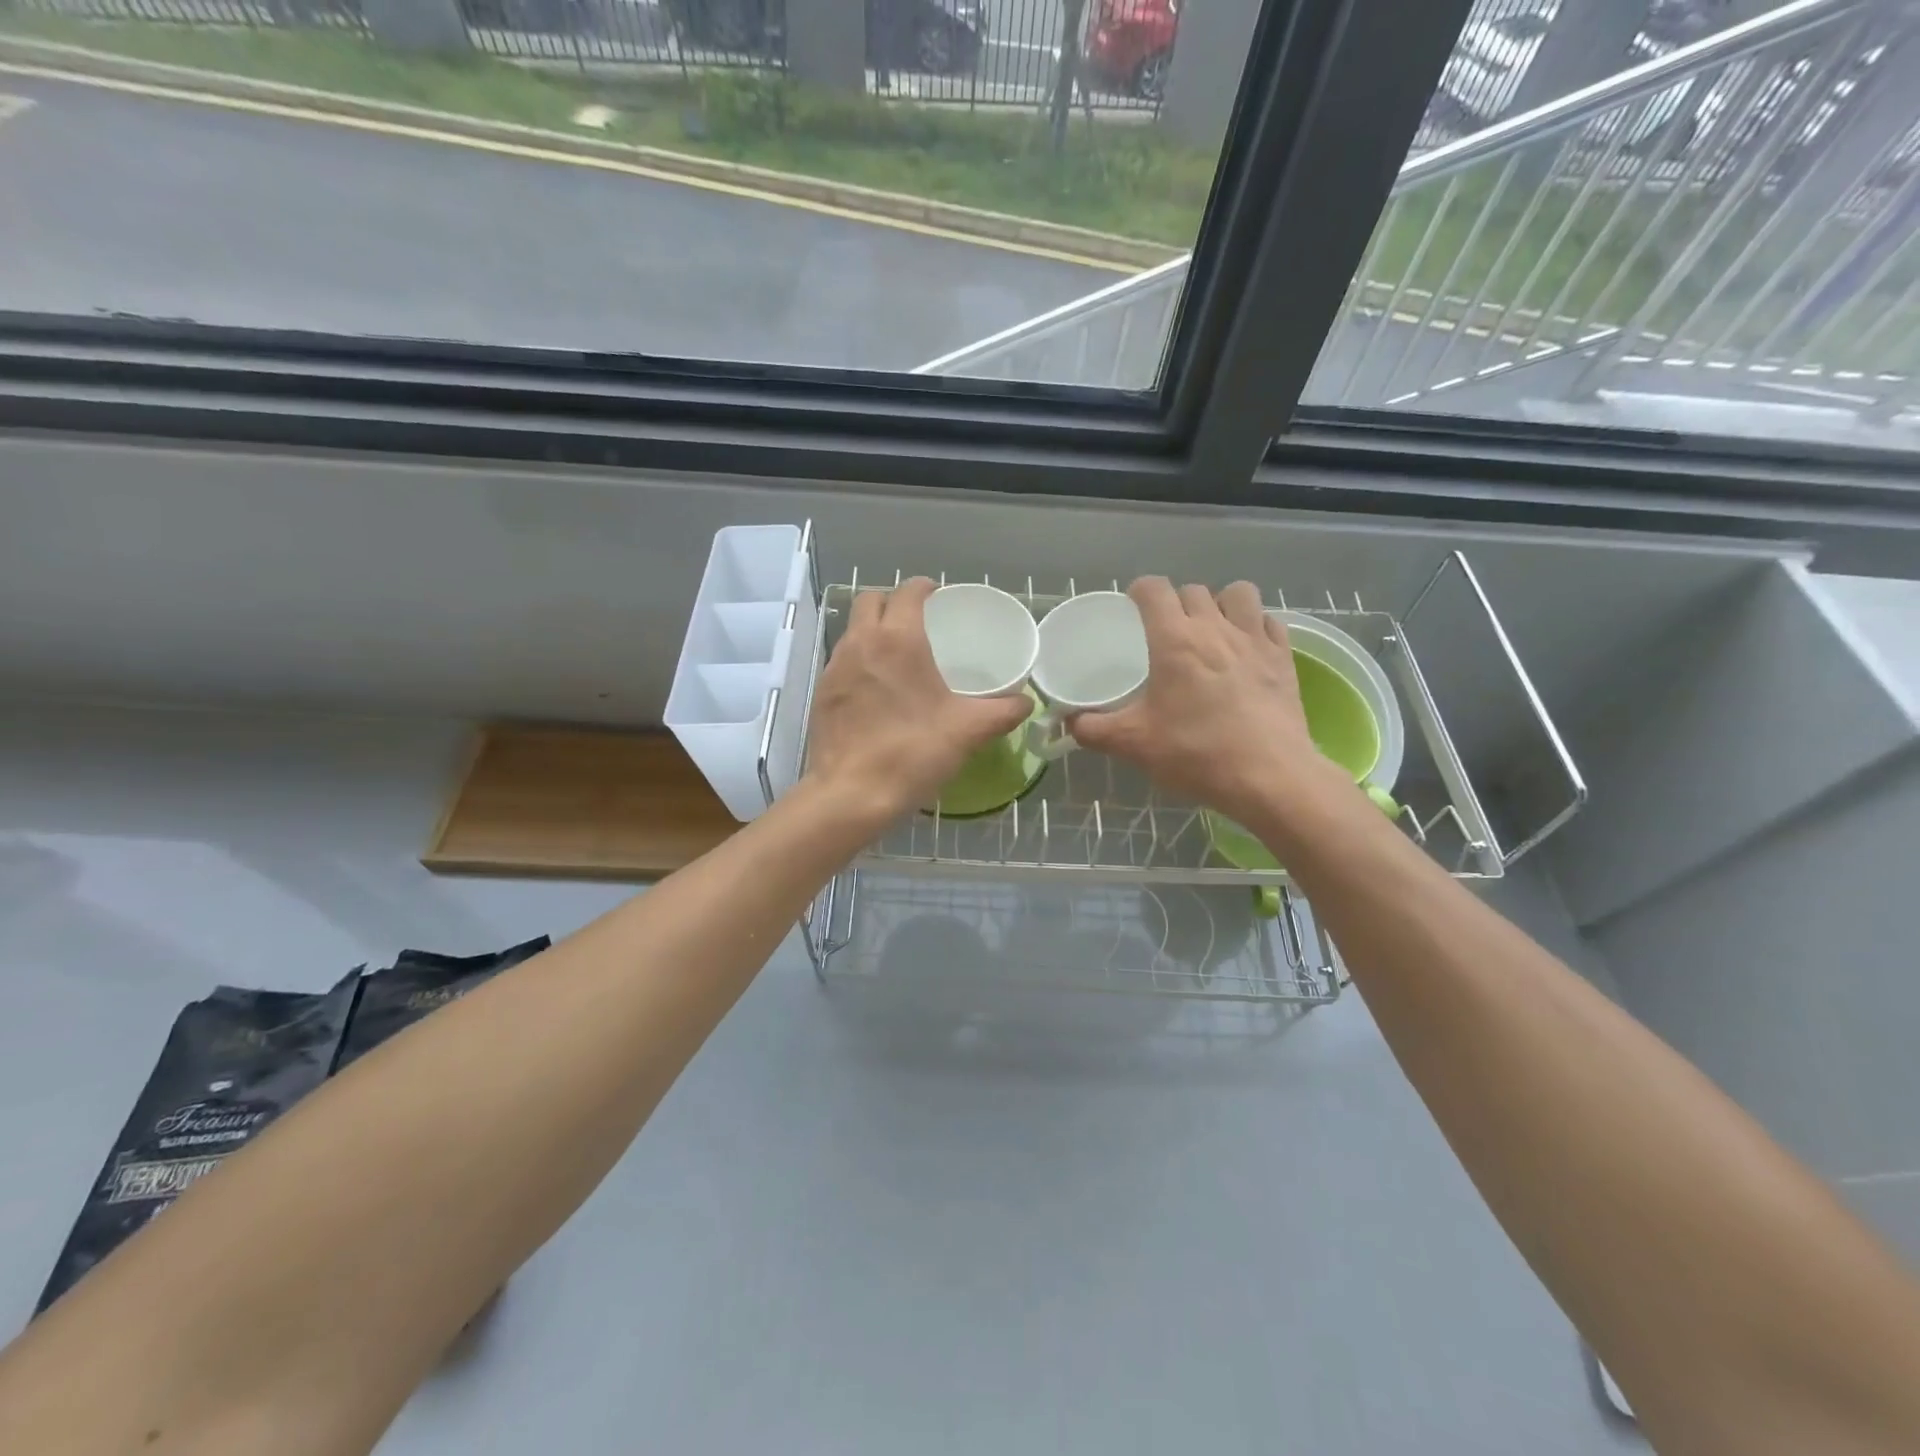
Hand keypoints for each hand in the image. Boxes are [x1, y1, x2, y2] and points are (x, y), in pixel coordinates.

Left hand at [804, 577, 1033, 824]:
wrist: (851, 795)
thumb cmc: (912, 752)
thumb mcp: (968, 731)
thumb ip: (1003, 712)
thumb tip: (1026, 702)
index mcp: (898, 639)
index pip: (908, 591)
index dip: (925, 588)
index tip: (939, 599)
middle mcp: (861, 642)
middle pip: (871, 600)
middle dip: (893, 602)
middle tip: (918, 623)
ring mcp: (835, 666)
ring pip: (853, 628)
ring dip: (874, 629)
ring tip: (899, 655)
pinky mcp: (821, 692)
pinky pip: (842, 659)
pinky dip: (860, 659)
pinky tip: (877, 689)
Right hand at [1069, 578, 1349, 825]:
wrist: (1269, 777)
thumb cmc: (1196, 754)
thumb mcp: (1133, 745)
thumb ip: (1094, 729)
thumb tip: (1069, 723)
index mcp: (1175, 641)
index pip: (1154, 589)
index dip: (1139, 591)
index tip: (1132, 607)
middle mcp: (1216, 628)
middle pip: (1193, 590)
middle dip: (1176, 602)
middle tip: (1166, 631)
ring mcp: (1255, 640)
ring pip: (1238, 594)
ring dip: (1221, 603)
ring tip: (1212, 629)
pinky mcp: (1284, 658)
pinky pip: (1269, 621)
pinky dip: (1255, 625)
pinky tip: (1246, 649)